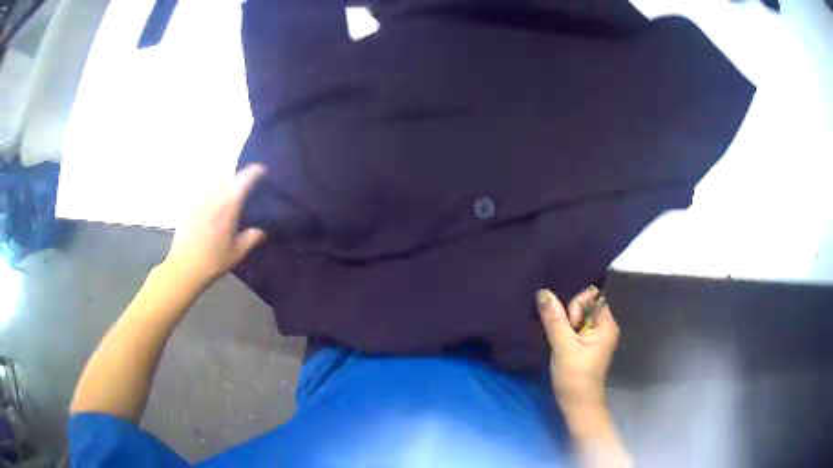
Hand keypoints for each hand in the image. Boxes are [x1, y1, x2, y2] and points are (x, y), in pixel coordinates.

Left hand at [161, 164, 267, 290]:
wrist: (184, 268)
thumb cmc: (213, 261)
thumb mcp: (238, 252)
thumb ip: (252, 237)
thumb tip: (262, 229)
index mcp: (229, 204)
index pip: (245, 179)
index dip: (256, 172)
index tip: (263, 172)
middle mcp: (214, 196)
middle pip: (228, 176)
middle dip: (238, 178)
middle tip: (245, 188)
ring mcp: (199, 199)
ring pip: (213, 181)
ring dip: (223, 183)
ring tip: (227, 194)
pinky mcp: (188, 206)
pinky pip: (202, 191)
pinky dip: (210, 192)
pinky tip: (211, 205)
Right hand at [536, 287, 619, 406]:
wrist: (578, 406)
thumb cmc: (575, 377)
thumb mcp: (563, 346)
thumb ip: (554, 319)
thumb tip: (543, 292)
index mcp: (606, 324)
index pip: (591, 297)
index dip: (576, 305)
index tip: (569, 325)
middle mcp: (604, 326)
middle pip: (584, 305)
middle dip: (568, 314)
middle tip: (561, 336)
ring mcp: (595, 337)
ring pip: (577, 317)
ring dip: (563, 324)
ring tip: (556, 338)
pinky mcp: (585, 345)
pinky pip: (574, 328)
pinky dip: (564, 331)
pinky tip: (556, 340)